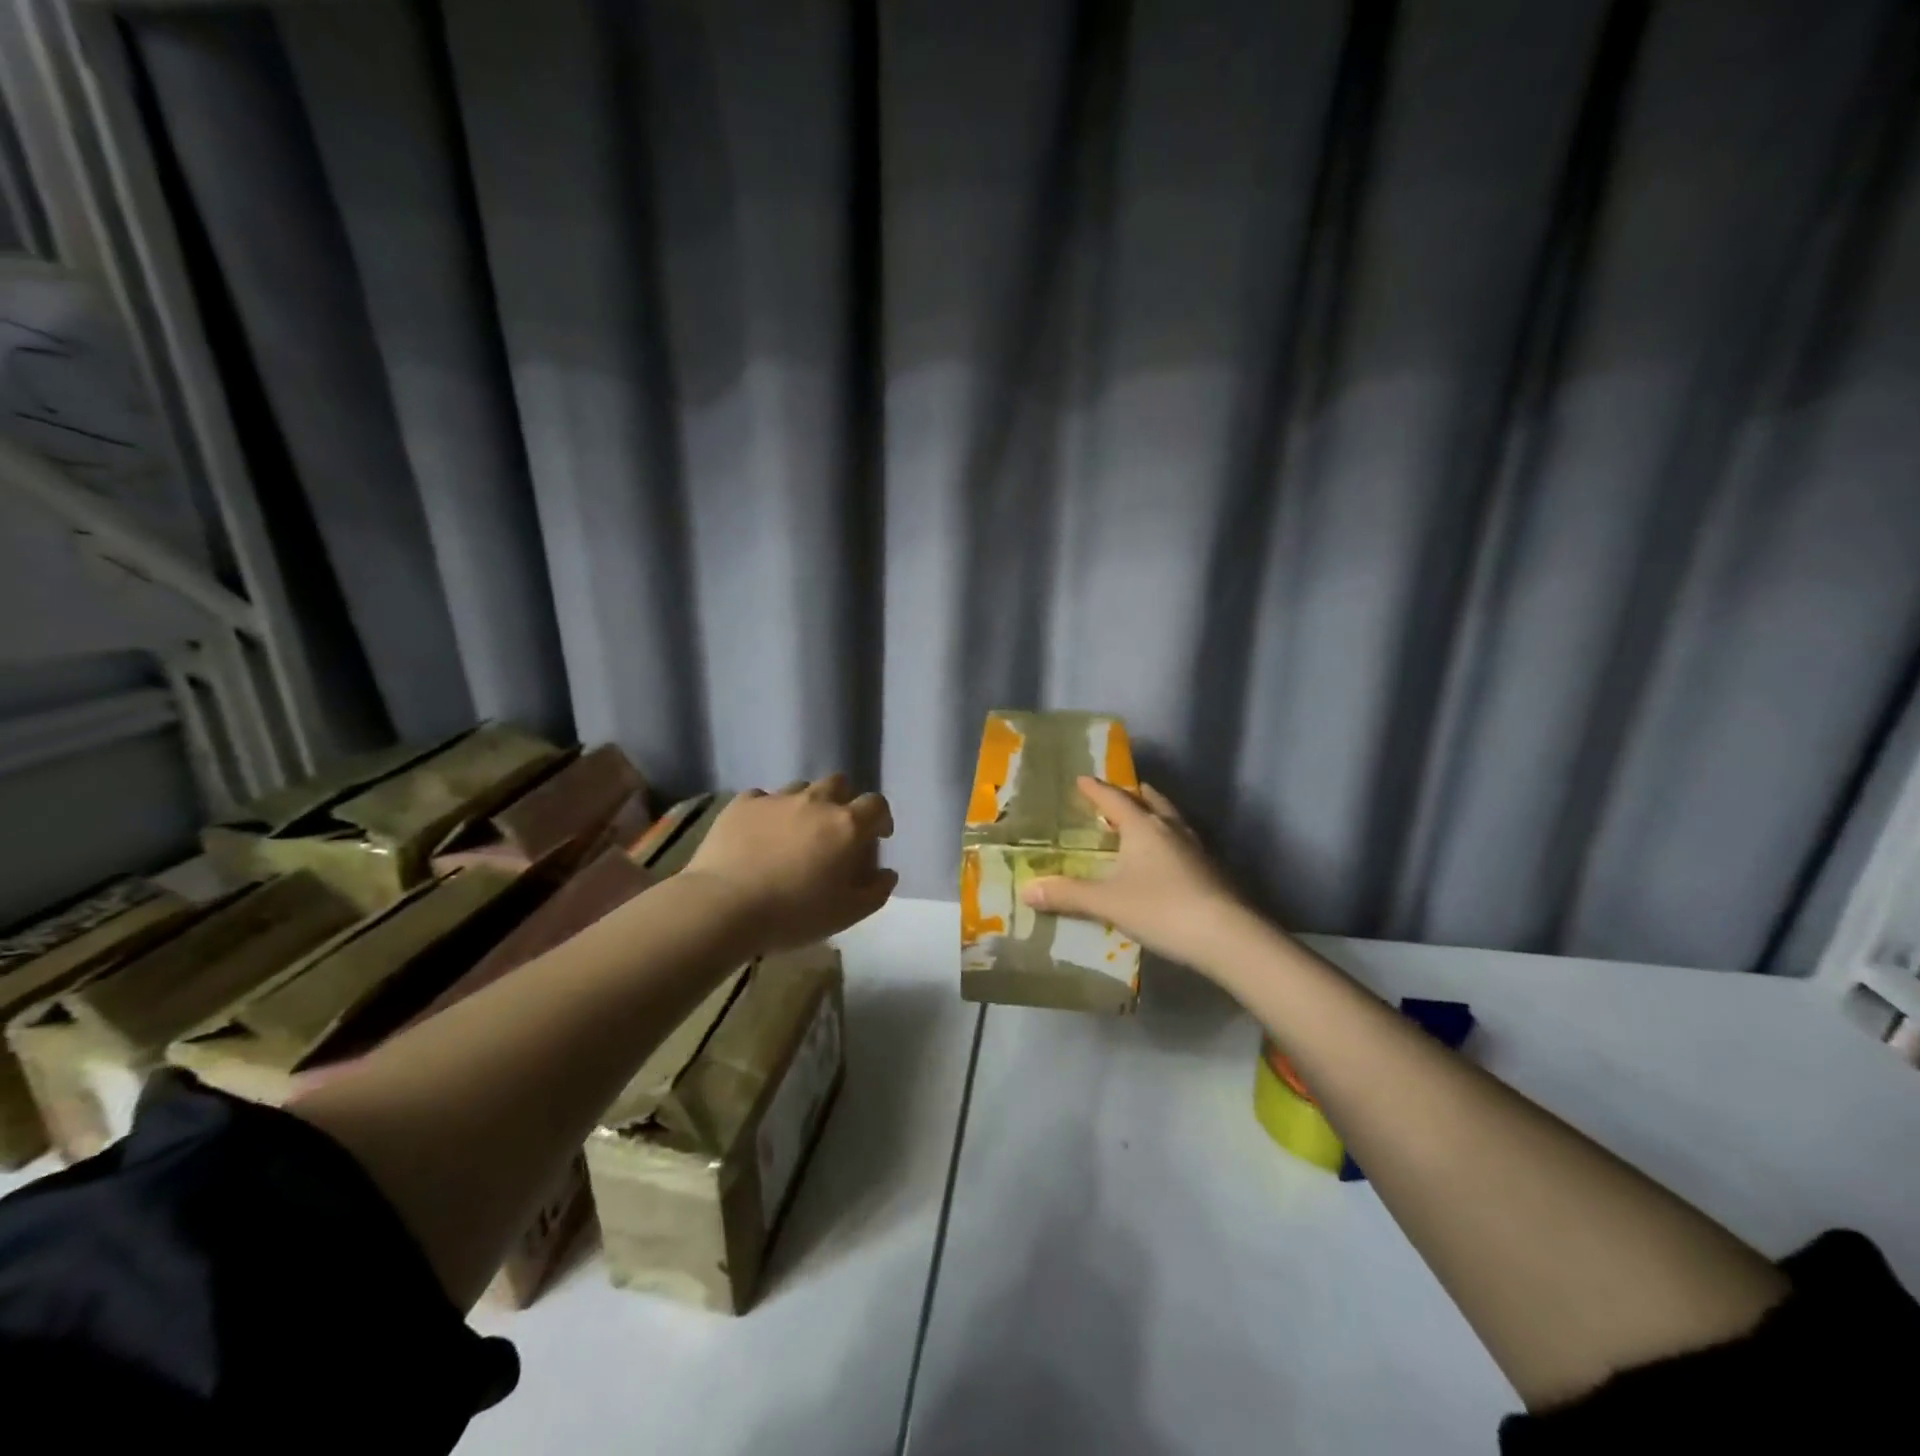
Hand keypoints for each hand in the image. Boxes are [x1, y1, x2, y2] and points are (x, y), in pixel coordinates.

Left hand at [683, 774, 897, 953]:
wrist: (724, 906)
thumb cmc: (794, 914)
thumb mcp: (847, 914)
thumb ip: (876, 891)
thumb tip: (887, 873)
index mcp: (846, 825)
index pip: (876, 805)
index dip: (880, 818)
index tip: (877, 836)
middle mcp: (815, 802)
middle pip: (839, 784)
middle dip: (844, 801)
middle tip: (835, 830)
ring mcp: (777, 799)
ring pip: (801, 788)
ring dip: (806, 804)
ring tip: (795, 832)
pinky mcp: (742, 804)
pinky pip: (763, 798)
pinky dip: (768, 812)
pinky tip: (760, 834)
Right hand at [1020, 777, 1249, 971]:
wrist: (1227, 937)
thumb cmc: (1161, 909)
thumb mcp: (1107, 903)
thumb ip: (1068, 895)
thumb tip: (1027, 890)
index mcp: (1143, 827)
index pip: (1114, 799)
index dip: (1096, 789)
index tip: (1082, 779)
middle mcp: (1170, 829)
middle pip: (1150, 801)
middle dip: (1131, 794)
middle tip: (1116, 795)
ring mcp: (1196, 848)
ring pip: (1171, 819)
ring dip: (1154, 814)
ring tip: (1141, 820)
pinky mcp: (1211, 870)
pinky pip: (1184, 842)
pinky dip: (1169, 840)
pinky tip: (1166, 858)